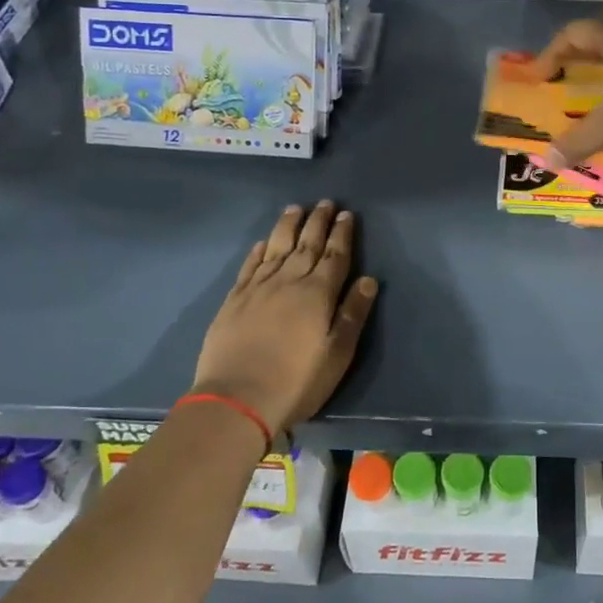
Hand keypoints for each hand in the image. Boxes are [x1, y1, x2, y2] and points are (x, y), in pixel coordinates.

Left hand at [192, 201, 378, 433]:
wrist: (237, 399)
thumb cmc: (297, 381)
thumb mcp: (337, 353)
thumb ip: (353, 314)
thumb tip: (368, 279)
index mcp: (318, 293)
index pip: (334, 255)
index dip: (342, 234)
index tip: (346, 214)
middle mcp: (288, 281)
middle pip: (306, 244)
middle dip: (318, 222)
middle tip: (326, 203)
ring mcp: (258, 288)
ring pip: (276, 247)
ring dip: (288, 226)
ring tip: (295, 208)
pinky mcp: (234, 300)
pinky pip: (249, 266)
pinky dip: (258, 251)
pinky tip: (262, 243)